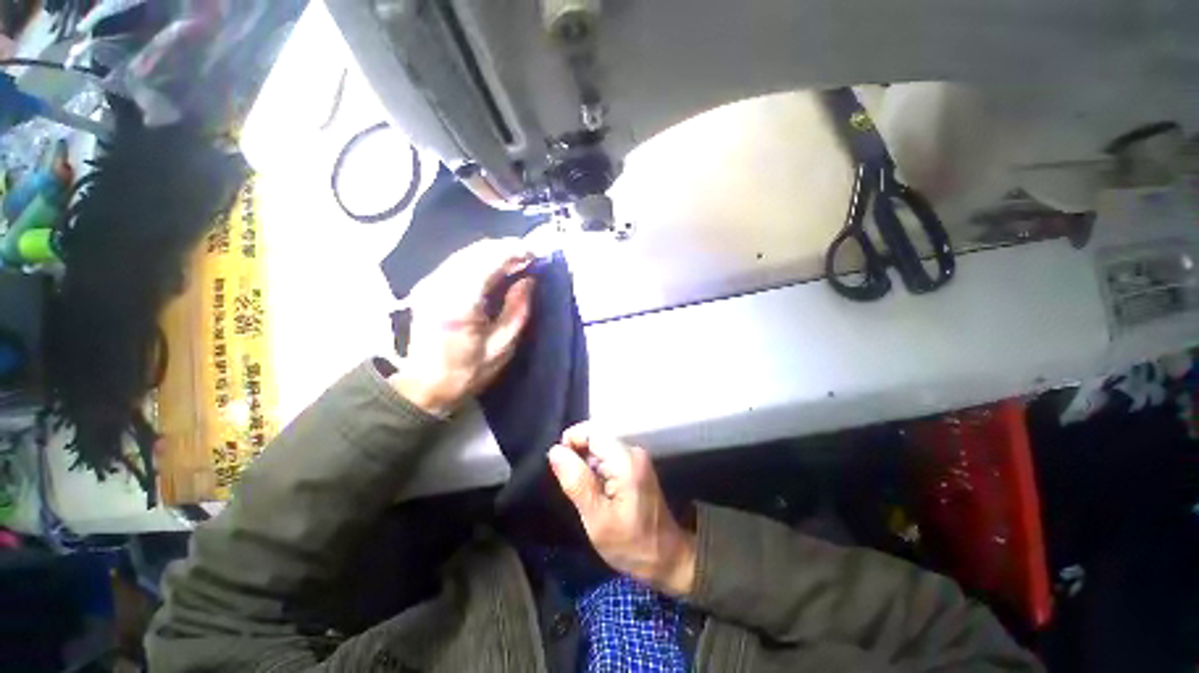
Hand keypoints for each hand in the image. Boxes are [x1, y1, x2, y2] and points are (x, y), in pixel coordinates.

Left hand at [390, 239, 534, 415]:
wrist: (423, 385)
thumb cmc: (468, 371)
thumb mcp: (502, 346)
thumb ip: (518, 310)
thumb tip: (529, 280)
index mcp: (460, 302)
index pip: (489, 260)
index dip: (514, 251)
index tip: (535, 254)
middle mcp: (441, 285)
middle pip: (476, 251)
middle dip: (505, 249)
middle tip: (529, 258)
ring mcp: (430, 283)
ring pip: (466, 253)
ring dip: (493, 253)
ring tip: (516, 262)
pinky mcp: (427, 286)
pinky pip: (458, 262)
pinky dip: (480, 260)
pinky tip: (494, 269)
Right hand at [548, 423, 696, 596]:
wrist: (666, 557)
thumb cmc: (631, 543)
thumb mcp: (597, 518)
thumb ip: (576, 482)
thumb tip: (555, 451)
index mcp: (625, 459)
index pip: (591, 431)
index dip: (570, 442)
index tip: (559, 467)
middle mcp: (632, 450)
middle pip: (595, 437)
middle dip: (577, 454)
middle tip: (570, 485)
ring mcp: (635, 457)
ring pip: (600, 446)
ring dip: (585, 462)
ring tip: (582, 491)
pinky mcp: (635, 465)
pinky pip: (607, 456)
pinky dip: (595, 468)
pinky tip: (594, 490)